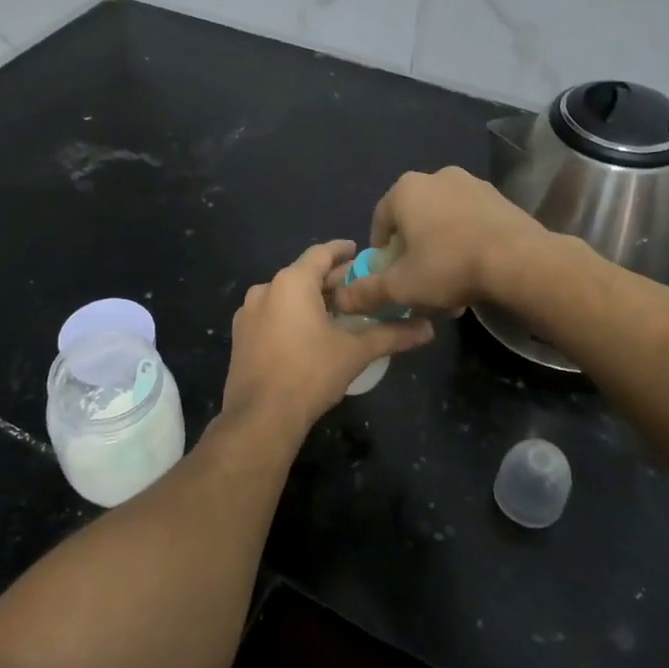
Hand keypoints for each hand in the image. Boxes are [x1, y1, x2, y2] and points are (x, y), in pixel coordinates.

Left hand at [220, 240, 433, 434]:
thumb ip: (392, 335)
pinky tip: (308, 333)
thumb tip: (428, 329)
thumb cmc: (311, 373)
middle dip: (330, 279)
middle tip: (357, 287)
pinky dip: (291, 315)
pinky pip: (271, 314)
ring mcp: (247, 313)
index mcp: (291, 282)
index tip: (358, 251)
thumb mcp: (356, 352)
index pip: (320, 253)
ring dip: (310, 298)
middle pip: (303, 274)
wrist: (261, 416)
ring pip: (285, 295)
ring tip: (336, 311)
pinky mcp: (240, 336)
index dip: (341, 251)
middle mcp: (265, 289)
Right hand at [331, 167, 549, 317]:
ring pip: (443, 221)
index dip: (380, 250)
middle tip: (419, 281)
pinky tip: (474, 272)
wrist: (519, 261)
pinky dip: (466, 242)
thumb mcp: (400, 286)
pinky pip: (471, 221)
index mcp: (406, 190)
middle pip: (414, 219)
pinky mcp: (499, 198)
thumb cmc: (448, 266)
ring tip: (449, 284)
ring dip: (440, 248)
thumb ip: (367, 291)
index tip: (388, 275)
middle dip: (413, 251)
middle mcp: (437, 177)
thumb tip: (342, 298)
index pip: (380, 219)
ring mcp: (472, 184)